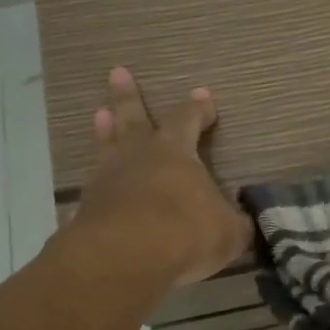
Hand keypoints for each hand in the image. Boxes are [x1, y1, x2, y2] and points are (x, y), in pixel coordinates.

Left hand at [67, 67, 251, 286]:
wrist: (124, 258)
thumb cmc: (185, 232)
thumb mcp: (228, 231)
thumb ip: (235, 224)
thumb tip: (243, 223)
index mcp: (175, 152)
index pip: (188, 120)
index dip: (197, 109)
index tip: (203, 97)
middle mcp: (138, 157)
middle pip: (133, 118)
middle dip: (128, 96)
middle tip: (118, 72)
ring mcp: (107, 180)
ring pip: (107, 147)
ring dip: (105, 131)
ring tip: (100, 113)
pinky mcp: (86, 209)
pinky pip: (92, 189)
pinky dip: (95, 186)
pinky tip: (91, 191)